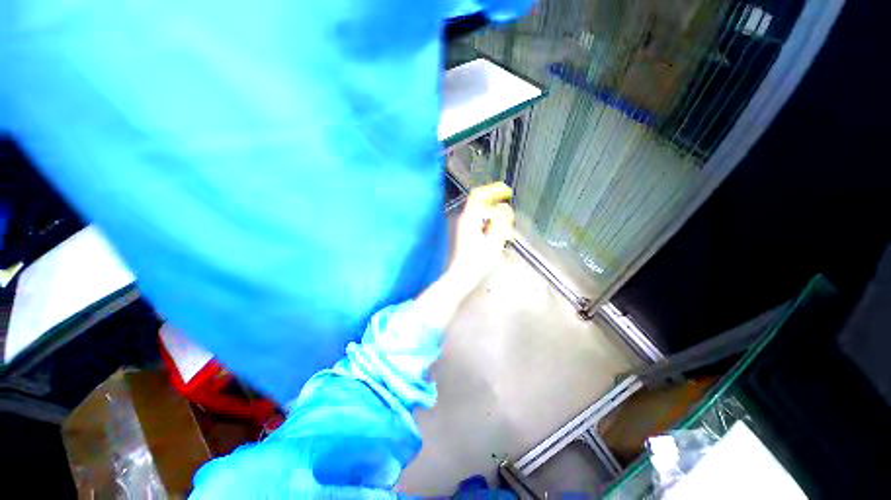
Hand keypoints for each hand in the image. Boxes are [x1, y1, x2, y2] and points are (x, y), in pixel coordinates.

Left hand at [414, 183, 514, 328]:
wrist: (462, 275)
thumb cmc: (478, 260)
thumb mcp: (494, 240)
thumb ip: (501, 222)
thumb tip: (504, 208)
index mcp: (470, 218)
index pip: (480, 194)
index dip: (494, 190)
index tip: (506, 192)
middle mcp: (465, 219)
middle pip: (481, 204)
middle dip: (496, 206)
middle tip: (508, 214)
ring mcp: (463, 227)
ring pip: (481, 214)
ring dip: (493, 217)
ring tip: (504, 229)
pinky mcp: (465, 234)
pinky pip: (479, 223)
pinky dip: (489, 224)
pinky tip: (496, 235)